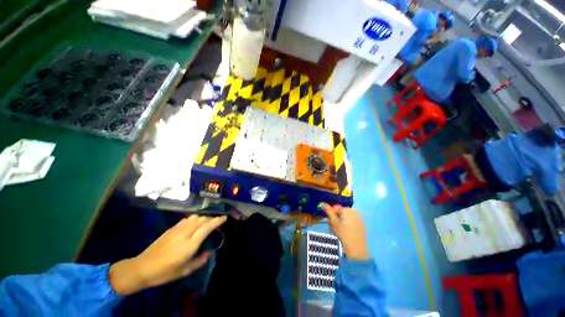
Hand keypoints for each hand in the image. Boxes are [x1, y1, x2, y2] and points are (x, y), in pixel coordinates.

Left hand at [109, 215, 226, 295]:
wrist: (142, 267)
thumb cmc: (165, 272)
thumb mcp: (184, 271)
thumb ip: (199, 261)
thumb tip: (208, 252)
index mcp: (190, 244)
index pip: (207, 227)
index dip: (217, 220)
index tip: (224, 218)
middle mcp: (185, 233)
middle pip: (202, 219)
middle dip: (211, 219)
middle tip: (216, 222)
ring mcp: (177, 229)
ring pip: (195, 217)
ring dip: (203, 218)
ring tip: (206, 222)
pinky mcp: (171, 228)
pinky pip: (186, 219)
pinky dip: (194, 219)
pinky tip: (194, 224)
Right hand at [321, 203, 369, 260]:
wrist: (356, 248)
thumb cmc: (343, 234)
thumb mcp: (333, 222)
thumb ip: (328, 211)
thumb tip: (322, 203)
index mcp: (347, 209)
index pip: (336, 209)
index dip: (332, 215)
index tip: (331, 223)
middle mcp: (354, 211)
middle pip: (342, 212)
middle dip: (337, 218)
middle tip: (334, 227)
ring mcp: (360, 218)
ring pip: (347, 217)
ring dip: (342, 222)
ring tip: (340, 231)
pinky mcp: (363, 225)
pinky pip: (353, 222)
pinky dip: (349, 225)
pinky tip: (347, 233)